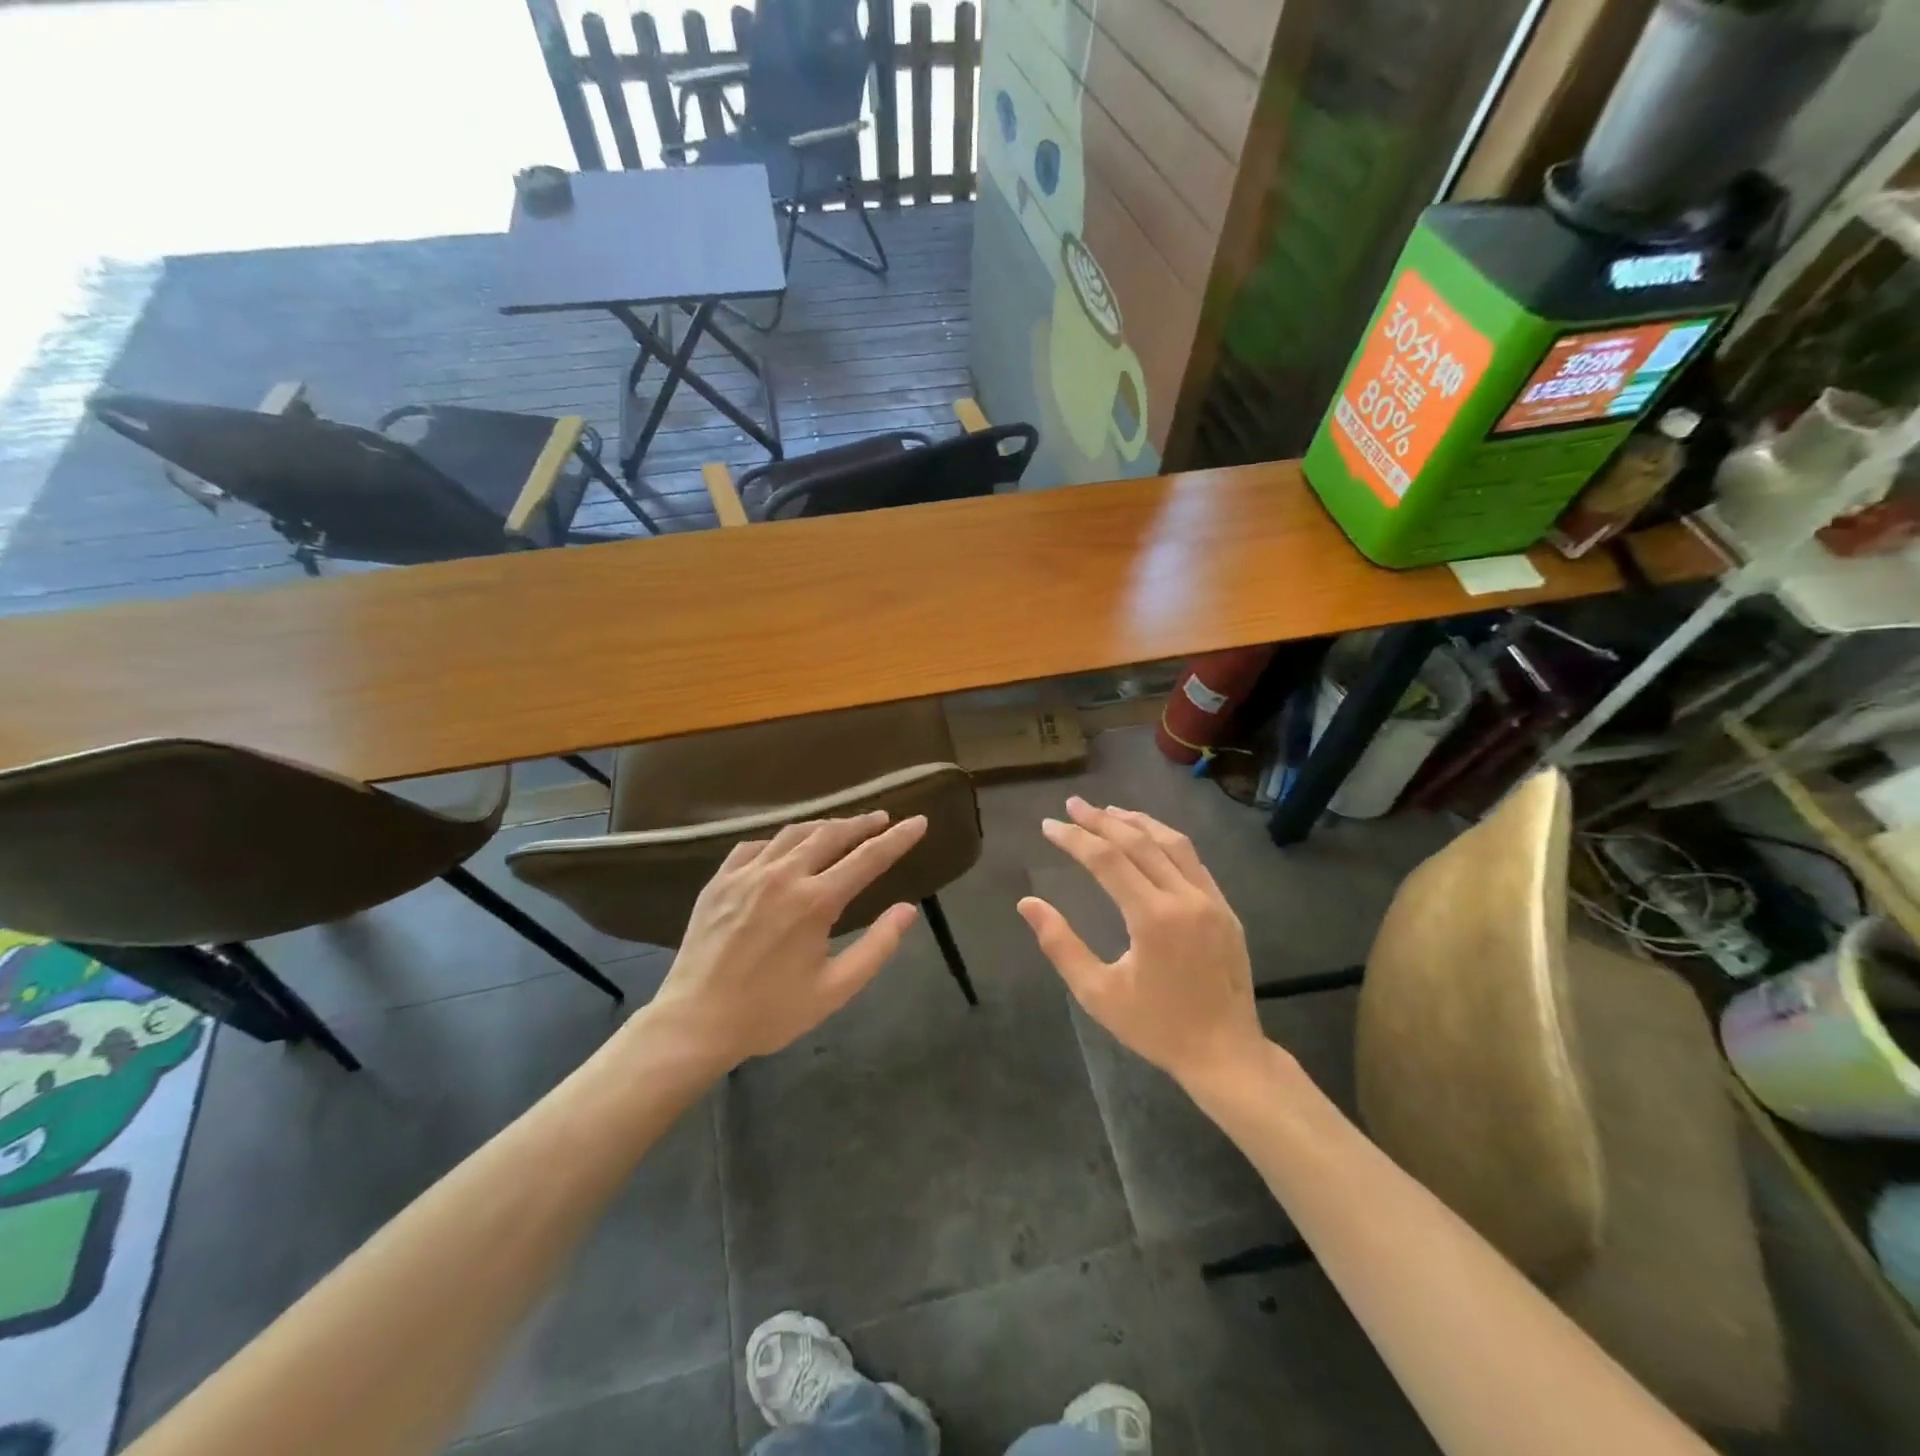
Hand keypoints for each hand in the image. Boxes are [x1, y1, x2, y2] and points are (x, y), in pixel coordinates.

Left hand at [650, 812, 926, 1071]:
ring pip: (793, 833)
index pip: (868, 857)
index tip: (919, 821)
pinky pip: (755, 846)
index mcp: (815, 901)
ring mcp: (747, 873)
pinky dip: (779, 841)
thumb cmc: (770, 1011)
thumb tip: (908, 909)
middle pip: (831, 834)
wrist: (695, 1022)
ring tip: (841, 828)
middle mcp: (783, 875)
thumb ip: (877, 947)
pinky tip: (785, 849)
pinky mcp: (720, 880)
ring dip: (824, 826)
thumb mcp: (835, 989)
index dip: (897, 838)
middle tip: (883, 819)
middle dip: (862, 823)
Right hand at [1018, 798, 1266, 1087]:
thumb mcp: (1098, 994)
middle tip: (1073, 804)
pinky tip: (1149, 839)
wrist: (1226, 1054)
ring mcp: (1212, 900)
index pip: (1107, 861)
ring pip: (1172, 843)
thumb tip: (1027, 903)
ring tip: (1109, 811)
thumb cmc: (1156, 1027)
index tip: (1049, 825)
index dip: (1075, 839)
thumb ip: (1060, 945)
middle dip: (1102, 820)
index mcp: (1153, 918)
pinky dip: (1165, 840)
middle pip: (1139, 842)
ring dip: (1137, 822)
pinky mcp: (1226, 908)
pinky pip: (1193, 860)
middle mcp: (1185, 898)